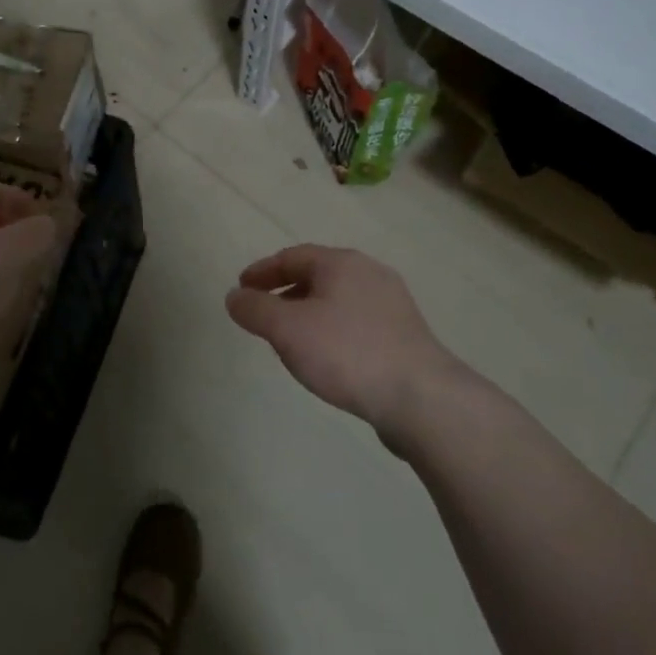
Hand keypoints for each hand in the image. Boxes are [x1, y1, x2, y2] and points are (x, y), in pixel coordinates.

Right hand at [226, 245, 467, 438]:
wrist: (422, 398)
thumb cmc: (347, 353)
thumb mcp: (287, 330)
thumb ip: (255, 309)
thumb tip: (234, 296)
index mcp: (341, 263)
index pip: (292, 256)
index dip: (262, 271)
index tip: (241, 288)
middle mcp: (369, 274)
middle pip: (317, 275)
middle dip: (286, 291)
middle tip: (263, 313)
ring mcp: (393, 304)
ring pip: (338, 299)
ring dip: (310, 312)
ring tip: (292, 339)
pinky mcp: (406, 336)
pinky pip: (357, 322)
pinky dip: (333, 330)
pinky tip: (329, 358)